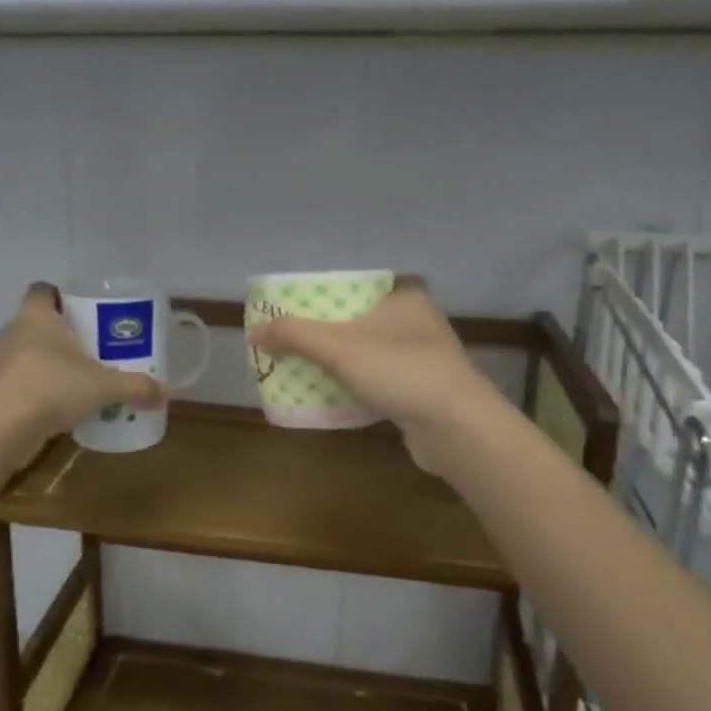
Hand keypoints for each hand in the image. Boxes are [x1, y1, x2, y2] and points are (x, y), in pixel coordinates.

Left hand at [0, 284, 165, 448]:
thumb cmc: (52, 388)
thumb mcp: (104, 387)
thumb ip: (135, 387)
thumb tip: (165, 393)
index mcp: (34, 317)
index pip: (41, 291)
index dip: (58, 298)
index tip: (78, 313)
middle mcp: (7, 332)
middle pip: (30, 325)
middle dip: (54, 338)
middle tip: (81, 355)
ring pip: (16, 356)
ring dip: (35, 366)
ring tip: (62, 386)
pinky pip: (5, 385)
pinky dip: (20, 393)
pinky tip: (40, 412)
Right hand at [246, 277, 501, 468]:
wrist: (455, 427)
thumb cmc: (399, 370)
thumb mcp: (338, 347)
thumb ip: (295, 335)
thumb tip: (255, 331)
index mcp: (404, 295)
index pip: (360, 282)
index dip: (328, 291)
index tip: (302, 305)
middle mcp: (418, 319)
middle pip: (361, 317)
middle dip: (329, 330)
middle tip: (295, 338)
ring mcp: (425, 356)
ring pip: (371, 350)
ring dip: (342, 359)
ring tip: (307, 365)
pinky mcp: (424, 388)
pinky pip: (381, 378)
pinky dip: (358, 383)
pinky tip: (336, 393)